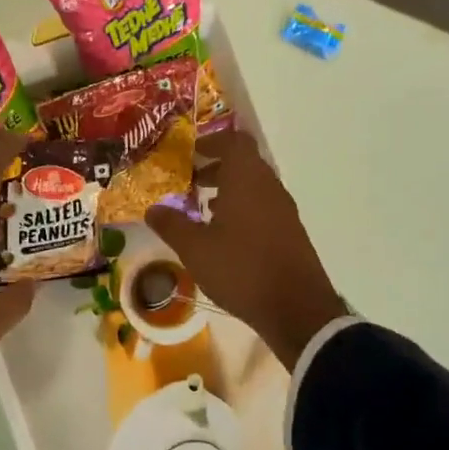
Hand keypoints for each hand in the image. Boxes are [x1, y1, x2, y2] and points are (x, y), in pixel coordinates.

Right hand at [147, 129, 350, 366]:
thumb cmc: (241, 269)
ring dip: (229, 189)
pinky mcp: (289, 232)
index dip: (213, 141)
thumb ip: (172, 225)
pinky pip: (262, 207)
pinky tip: (223, 235)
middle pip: (244, 163)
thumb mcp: (195, 249)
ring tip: (202, 208)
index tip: (191, 152)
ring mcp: (283, 210)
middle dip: (216, 167)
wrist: (295, 308)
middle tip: (190, 180)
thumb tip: (153, 209)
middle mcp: (269, 187)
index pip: (235, 141)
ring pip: (254, 186)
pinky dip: (241, 209)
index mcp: (247, 180)